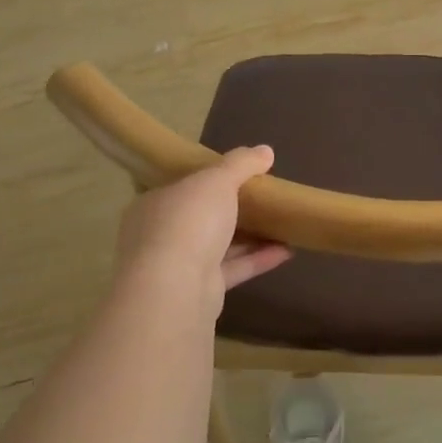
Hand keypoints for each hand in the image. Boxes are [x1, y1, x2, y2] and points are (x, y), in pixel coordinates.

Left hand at [113, 147, 291, 315]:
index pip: (181, 187)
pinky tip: (286, 250)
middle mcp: (161, 235)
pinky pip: (232, 269)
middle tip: (263, 199)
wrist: (176, 289)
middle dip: (231, 209)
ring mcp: (178, 266)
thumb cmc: (189, 221)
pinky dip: (257, 259)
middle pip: (200, 217)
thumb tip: (265, 150)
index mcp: (154, 204)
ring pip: (218, 245)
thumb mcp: (218, 180)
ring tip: (282, 223)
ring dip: (250, 236)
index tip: (237, 175)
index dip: (208, 180)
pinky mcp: (200, 291)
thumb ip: (241, 164)